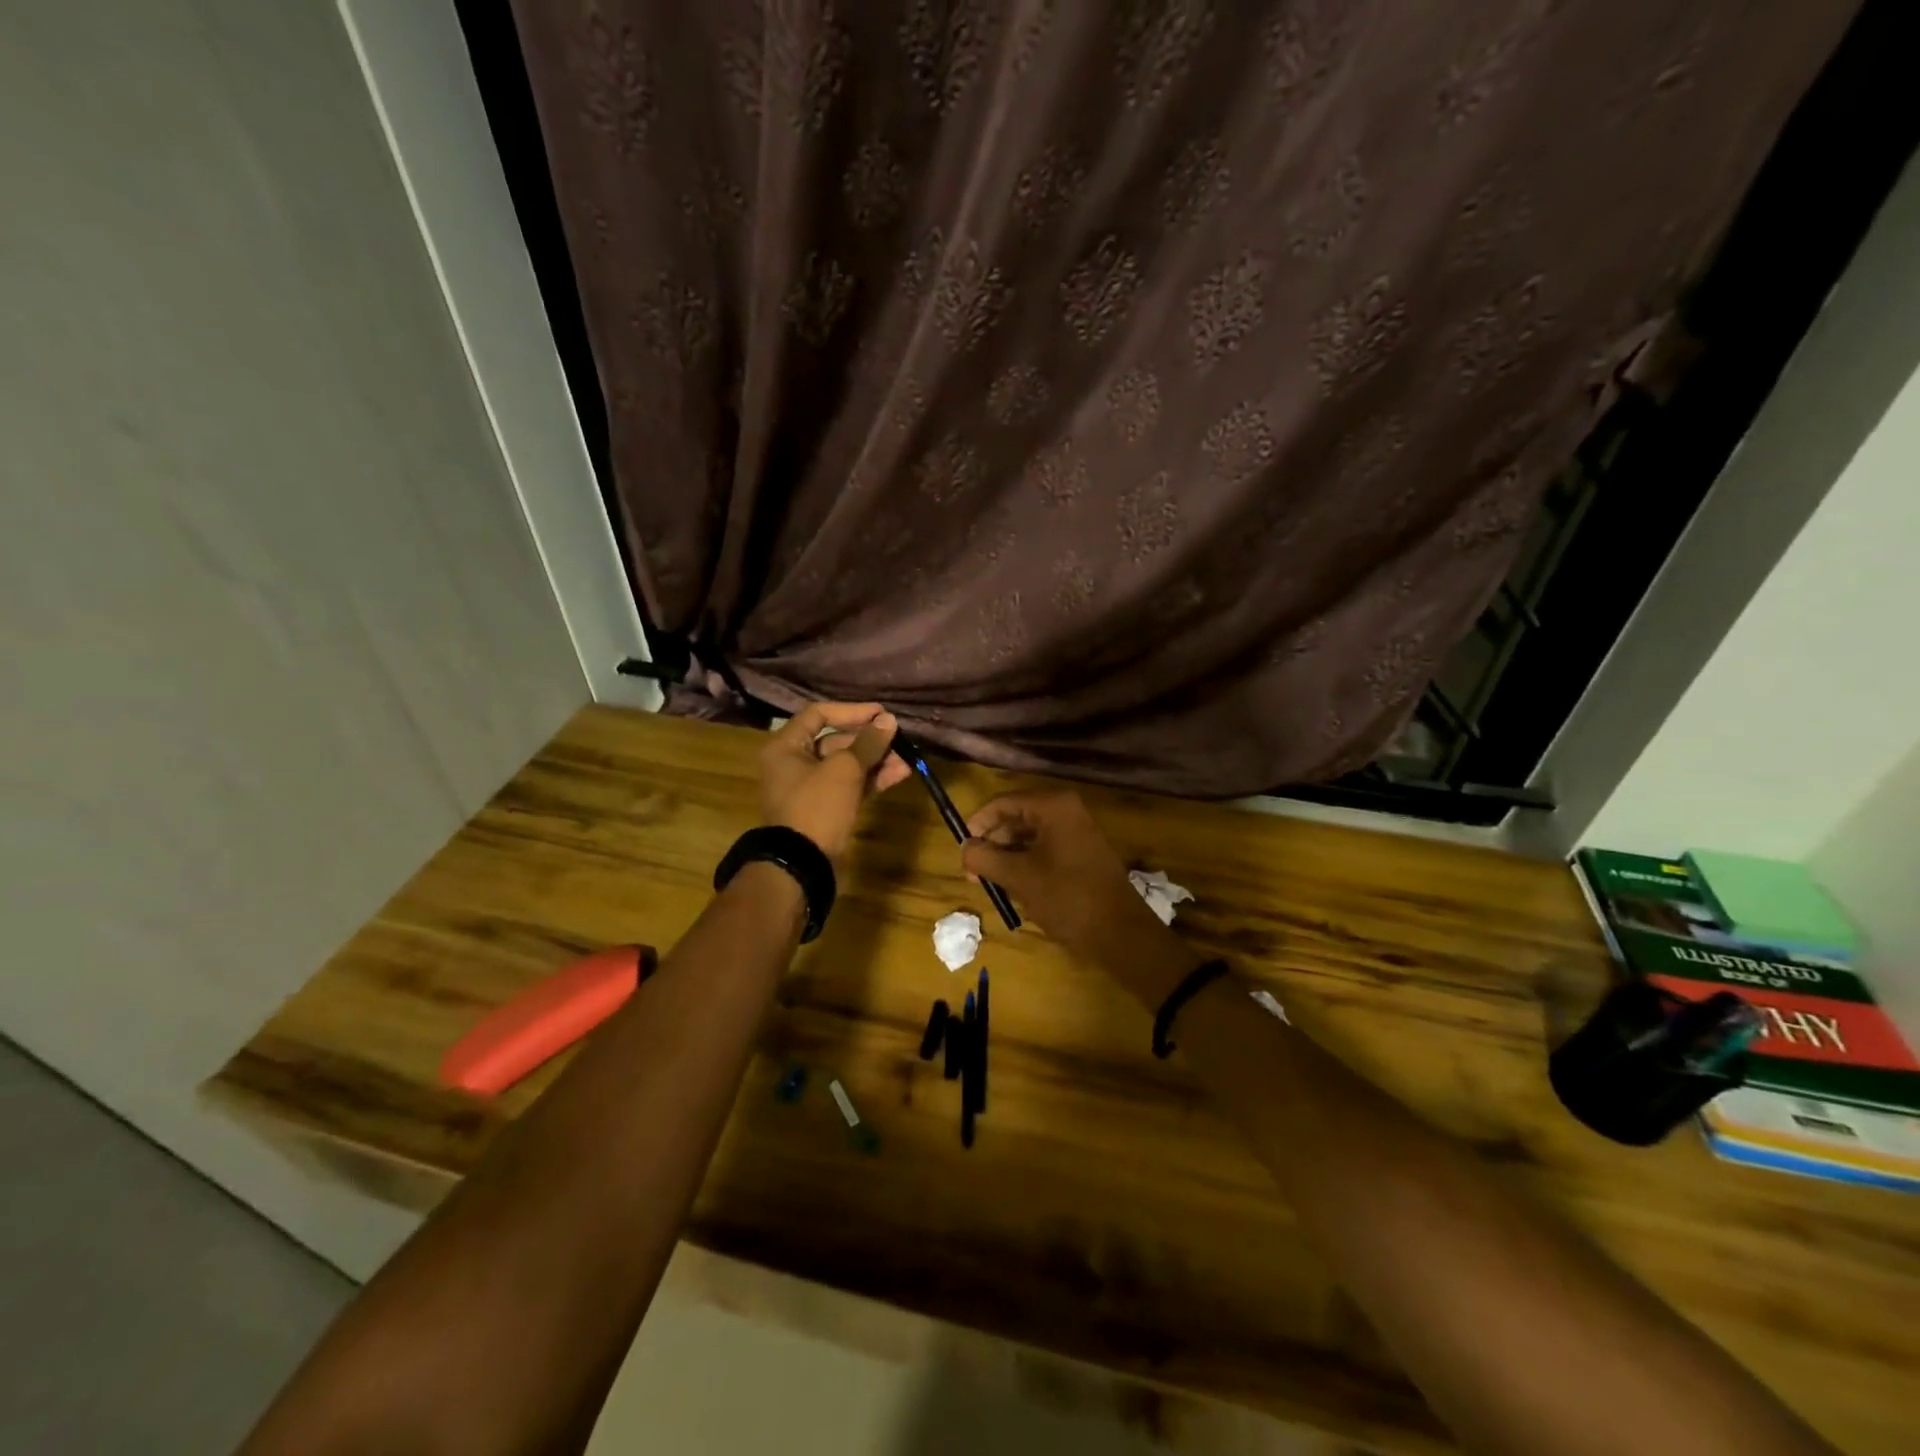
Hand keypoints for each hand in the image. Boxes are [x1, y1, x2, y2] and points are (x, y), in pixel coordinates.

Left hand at [759, 702, 909, 862]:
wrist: (803, 865)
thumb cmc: (817, 807)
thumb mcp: (844, 770)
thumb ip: (868, 743)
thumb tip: (889, 720)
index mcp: (786, 746)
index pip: (819, 714)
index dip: (852, 711)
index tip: (881, 714)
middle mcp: (794, 763)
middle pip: (835, 741)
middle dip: (869, 741)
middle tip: (898, 739)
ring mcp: (810, 788)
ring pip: (846, 765)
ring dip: (876, 761)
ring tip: (906, 761)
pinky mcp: (825, 809)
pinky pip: (850, 785)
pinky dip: (871, 779)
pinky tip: (899, 774)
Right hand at [961, 792, 1165, 960]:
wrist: (1120, 933)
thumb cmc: (1067, 898)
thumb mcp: (1018, 877)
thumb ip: (985, 858)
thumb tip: (964, 848)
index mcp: (1053, 806)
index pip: (1003, 803)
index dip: (978, 824)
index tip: (962, 849)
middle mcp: (1067, 810)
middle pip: (1016, 817)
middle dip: (992, 842)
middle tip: (973, 871)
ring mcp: (1077, 831)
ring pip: (1029, 835)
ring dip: (1007, 855)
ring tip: (989, 882)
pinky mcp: (1082, 852)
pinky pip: (1045, 848)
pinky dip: (1026, 862)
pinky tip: (1013, 885)